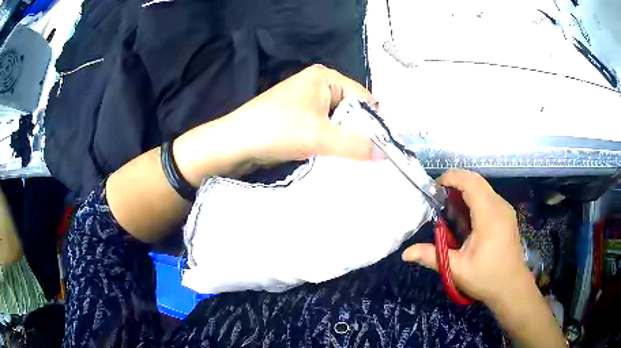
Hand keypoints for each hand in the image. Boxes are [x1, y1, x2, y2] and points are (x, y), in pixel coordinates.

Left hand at [229, 64, 378, 164]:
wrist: (235, 144)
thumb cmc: (278, 129)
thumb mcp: (321, 136)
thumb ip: (356, 144)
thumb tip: (385, 154)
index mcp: (325, 77)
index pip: (363, 99)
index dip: (374, 123)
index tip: (383, 148)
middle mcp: (317, 85)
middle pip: (351, 111)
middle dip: (359, 133)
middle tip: (368, 157)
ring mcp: (306, 103)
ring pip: (338, 123)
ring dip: (344, 141)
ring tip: (352, 160)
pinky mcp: (298, 119)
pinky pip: (324, 130)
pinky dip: (331, 143)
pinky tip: (334, 157)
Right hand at [402, 170, 531, 306]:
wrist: (511, 287)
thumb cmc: (486, 277)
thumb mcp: (457, 269)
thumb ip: (431, 256)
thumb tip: (405, 253)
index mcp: (489, 216)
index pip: (471, 183)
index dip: (452, 178)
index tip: (435, 187)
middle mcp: (499, 206)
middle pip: (477, 181)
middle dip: (456, 182)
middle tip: (439, 197)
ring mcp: (505, 209)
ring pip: (483, 188)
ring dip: (465, 191)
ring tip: (450, 208)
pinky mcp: (507, 215)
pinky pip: (489, 197)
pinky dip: (474, 199)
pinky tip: (466, 218)